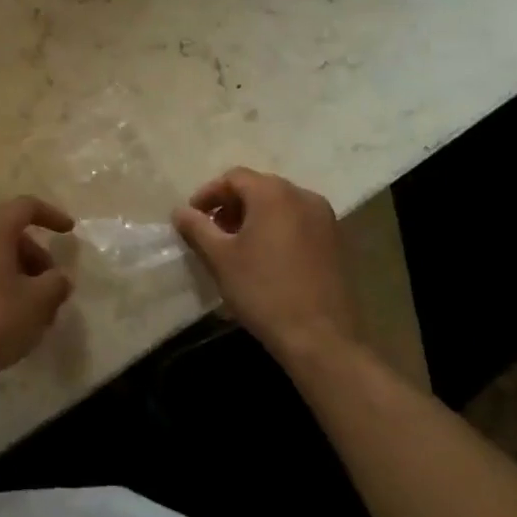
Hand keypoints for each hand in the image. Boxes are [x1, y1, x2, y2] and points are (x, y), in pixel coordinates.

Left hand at [0, 196, 76, 386]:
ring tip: (35, 308)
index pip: (25, 206)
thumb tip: (59, 278)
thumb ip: (56, 284)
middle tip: (52, 286)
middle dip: (36, 255)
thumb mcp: (37, 303)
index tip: (69, 232)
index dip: (51, 215)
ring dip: (19, 272)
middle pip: (9, 232)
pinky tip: (10, 315)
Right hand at [172, 168, 359, 363]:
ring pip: (280, 205)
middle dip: (231, 205)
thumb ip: (197, 228)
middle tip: (212, 232)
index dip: (208, 194)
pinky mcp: (337, 241)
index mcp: (274, 193)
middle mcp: (303, 196)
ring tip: (237, 246)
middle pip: (258, 188)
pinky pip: (298, 222)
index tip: (192, 218)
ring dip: (254, 217)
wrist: (321, 338)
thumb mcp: (220, 258)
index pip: (234, 178)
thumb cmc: (263, 291)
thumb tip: (180, 211)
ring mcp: (325, 218)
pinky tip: (266, 258)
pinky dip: (277, 229)